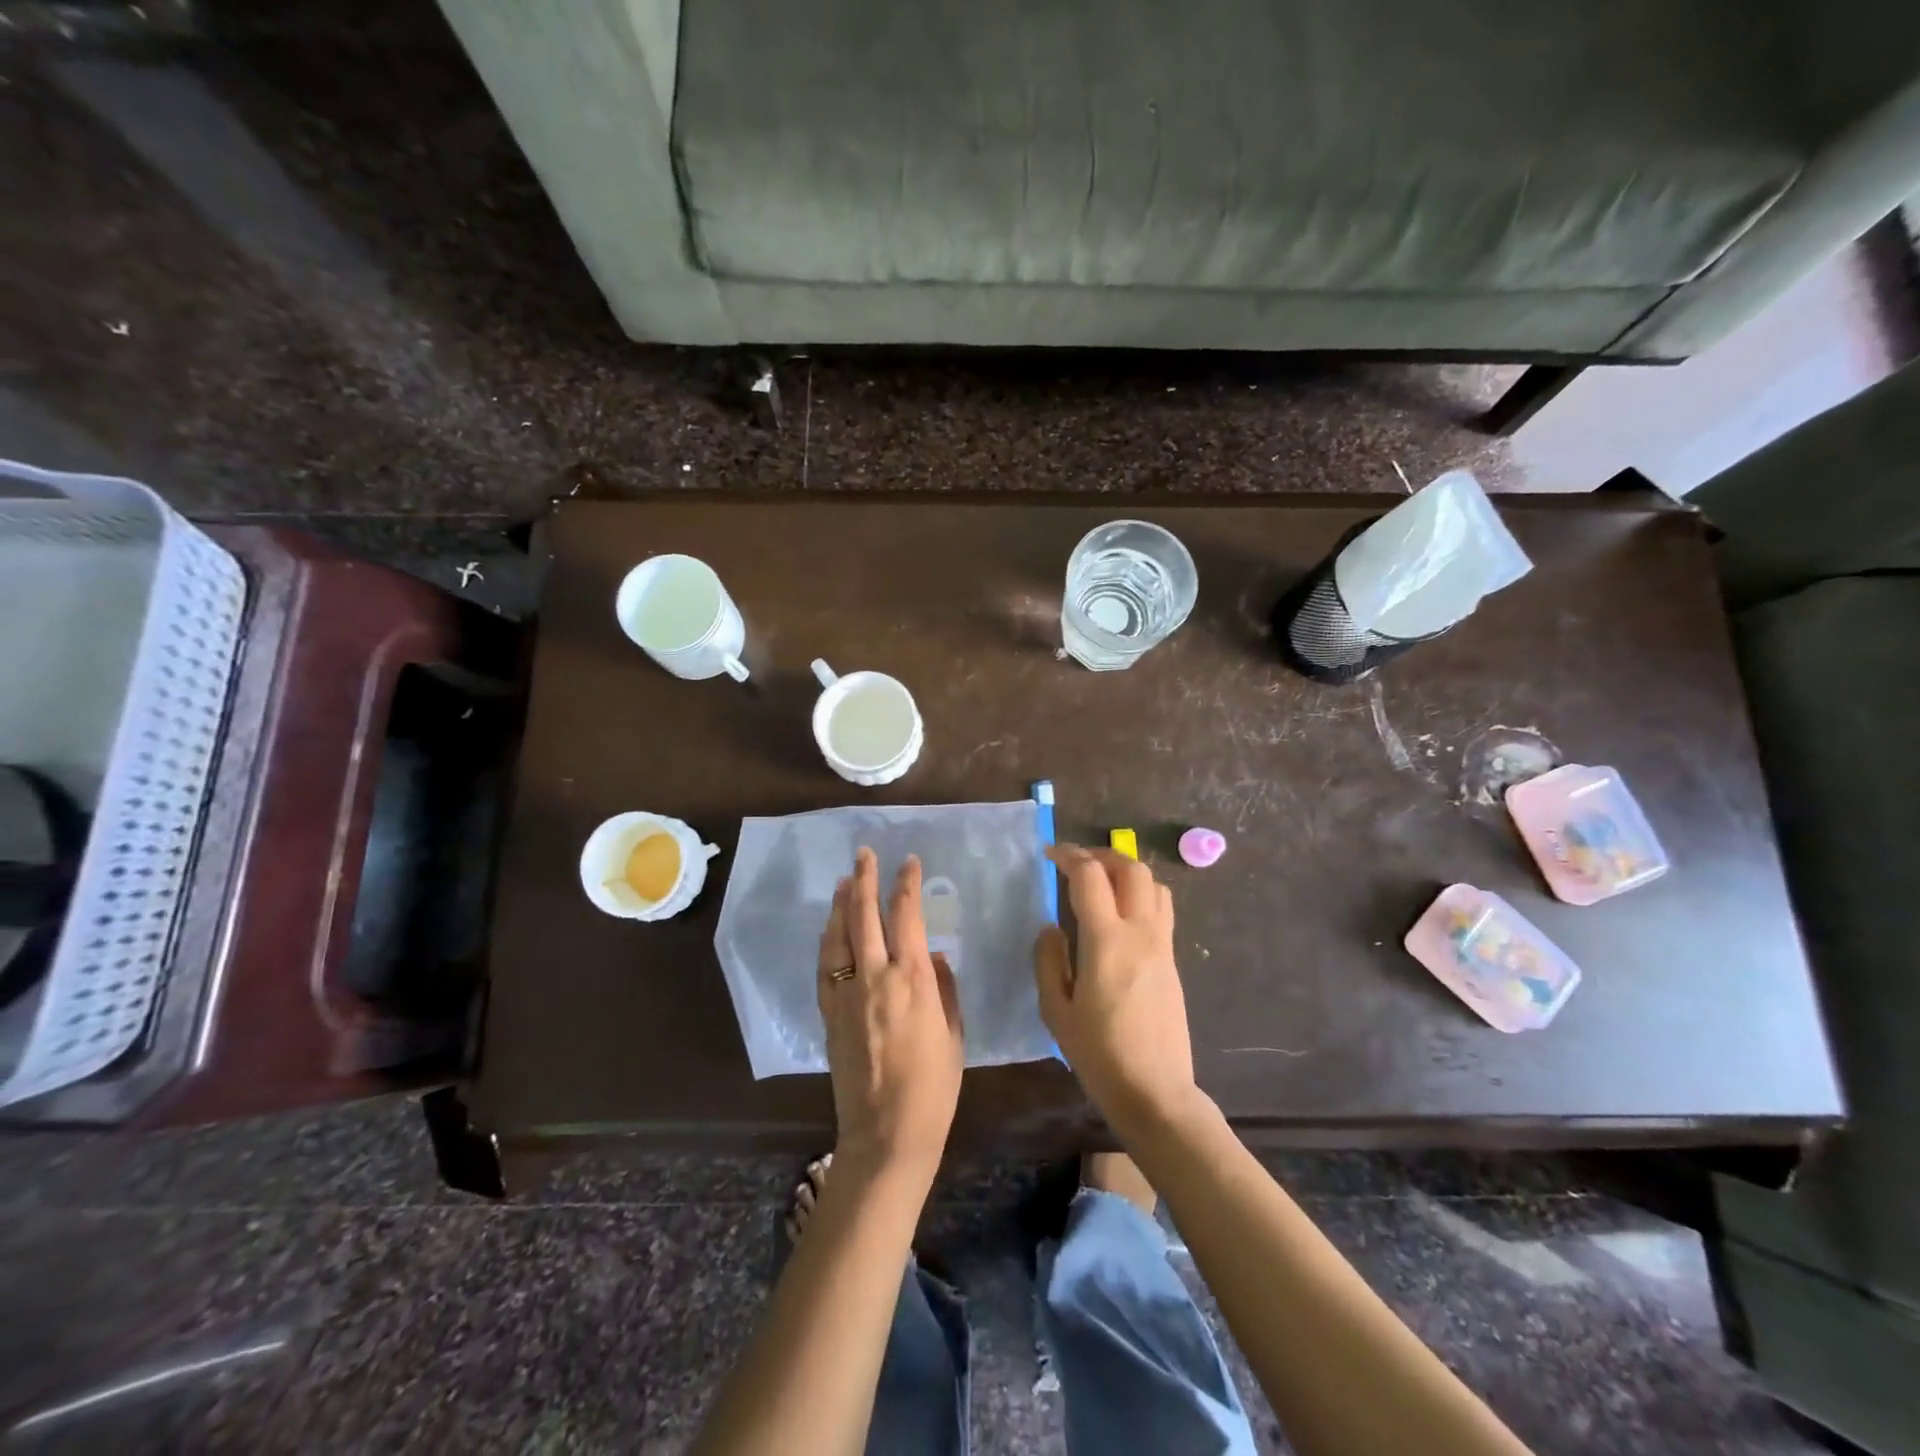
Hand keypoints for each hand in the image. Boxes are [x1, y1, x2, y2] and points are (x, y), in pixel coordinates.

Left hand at [817, 848, 963, 1179]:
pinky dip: (827, 939)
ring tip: (845, 879)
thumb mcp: (954, 1035)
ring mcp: (848, 994)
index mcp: (914, 980)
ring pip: (839, 935)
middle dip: (866, 879)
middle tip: (864, 853)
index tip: (909, 862)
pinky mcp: (829, 1013)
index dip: (907, 884)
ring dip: (842, 903)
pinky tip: (830, 927)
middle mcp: (876, 977)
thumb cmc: (933, 1087)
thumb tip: (936, 956)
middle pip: (866, 915)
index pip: (908, 916)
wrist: (886, 1133)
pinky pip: (825, 966)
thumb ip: (945, 989)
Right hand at [1035, 846, 1197, 1133]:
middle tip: (1076, 863)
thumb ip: (1049, 961)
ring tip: (1102, 883)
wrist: (1156, 1092)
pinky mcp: (1173, 960)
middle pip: (1131, 868)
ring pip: (1153, 884)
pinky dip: (1141, 894)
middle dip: (1102, 855)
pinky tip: (1120, 915)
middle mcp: (1140, 933)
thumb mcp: (1056, 1011)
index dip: (1069, 856)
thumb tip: (1050, 928)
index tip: (1050, 855)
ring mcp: (1162, 945)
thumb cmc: (1099, 1055)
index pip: (1090, 876)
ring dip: (1126, 871)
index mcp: (1106, 941)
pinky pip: (1161, 909)